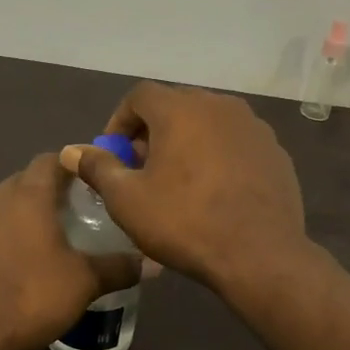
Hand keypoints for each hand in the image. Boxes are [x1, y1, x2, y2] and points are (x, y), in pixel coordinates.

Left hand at [0, 153, 140, 349]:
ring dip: (21, 217)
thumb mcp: (83, 284)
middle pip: (23, 182)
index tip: (90, 181)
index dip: (71, 165)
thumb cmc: (29, 298)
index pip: (49, 160)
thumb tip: (154, 263)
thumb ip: (118, 268)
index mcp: (26, 196)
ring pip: (0, 207)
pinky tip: (11, 268)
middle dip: (48, 193)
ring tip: (45, 242)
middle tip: (75, 214)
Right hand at [61, 83, 306, 293]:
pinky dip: (218, 156)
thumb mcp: (127, 200)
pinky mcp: (275, 151)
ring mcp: (253, 127)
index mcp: (181, 109)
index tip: (115, 154)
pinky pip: (235, 143)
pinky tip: (214, 191)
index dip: (120, 121)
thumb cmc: (185, 222)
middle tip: (142, 168)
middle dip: (153, 131)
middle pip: (176, 105)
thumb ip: (99, 168)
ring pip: (208, 123)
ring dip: (187, 142)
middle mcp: (219, 105)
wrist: (260, 254)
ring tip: (178, 179)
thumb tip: (74, 151)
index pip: (139, 95)